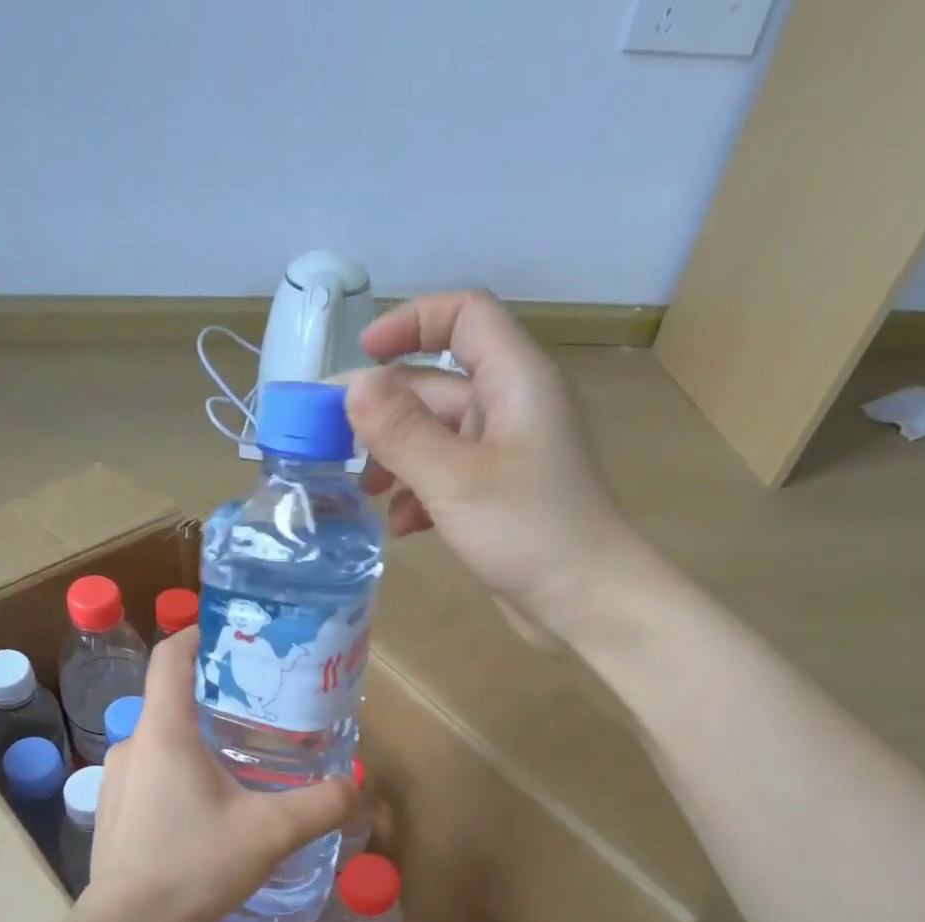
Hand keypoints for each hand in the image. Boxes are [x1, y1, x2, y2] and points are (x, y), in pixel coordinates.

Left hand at [84, 629, 355, 921]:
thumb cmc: (195, 866)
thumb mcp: (270, 833)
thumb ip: (319, 805)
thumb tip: (354, 784)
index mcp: (165, 731)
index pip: (171, 656)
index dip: (199, 635)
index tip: (233, 636)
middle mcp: (133, 744)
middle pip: (171, 698)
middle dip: (214, 696)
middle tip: (259, 710)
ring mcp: (116, 778)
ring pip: (162, 740)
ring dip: (198, 740)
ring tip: (241, 761)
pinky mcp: (113, 810)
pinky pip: (150, 772)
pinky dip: (179, 772)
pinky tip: (208, 808)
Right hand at [346, 290, 644, 639]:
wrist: (588, 602)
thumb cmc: (528, 532)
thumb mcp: (454, 479)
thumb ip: (401, 431)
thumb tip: (353, 388)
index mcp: (515, 380)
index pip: (464, 316)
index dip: (411, 322)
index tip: (362, 356)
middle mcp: (512, 407)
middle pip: (439, 385)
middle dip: (387, 411)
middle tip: (336, 443)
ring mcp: (507, 455)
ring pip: (438, 437)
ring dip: (398, 458)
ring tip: (367, 493)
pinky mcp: (500, 497)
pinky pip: (450, 478)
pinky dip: (421, 495)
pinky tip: (403, 528)